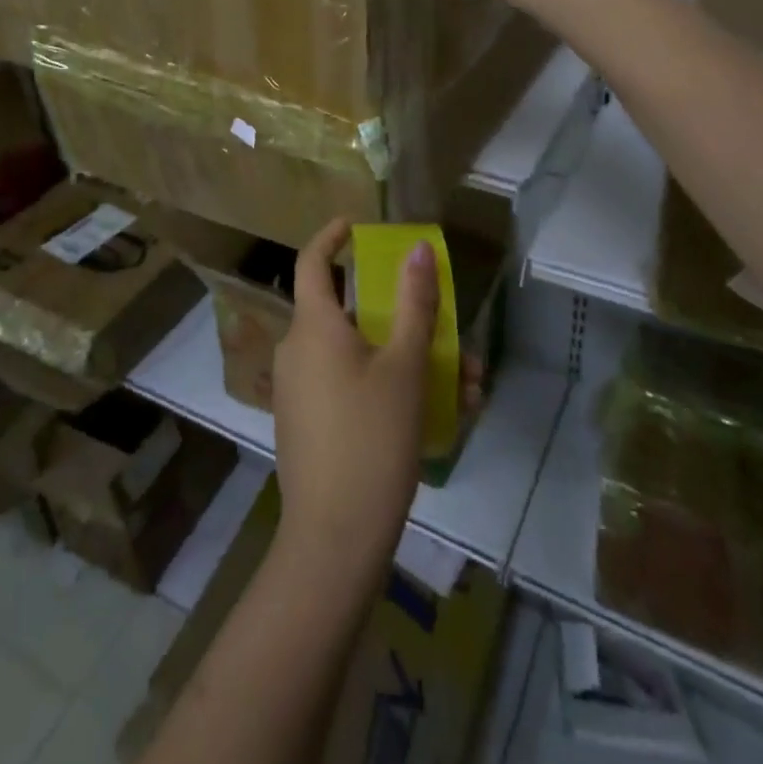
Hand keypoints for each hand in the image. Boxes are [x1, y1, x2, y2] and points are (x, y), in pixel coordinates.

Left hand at [271, 217, 437, 589]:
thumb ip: (415, 304)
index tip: (355, 225)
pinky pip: (348, 386)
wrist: (334, 538)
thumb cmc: (371, 437)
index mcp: (313, 326)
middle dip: (404, 319)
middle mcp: (298, 350)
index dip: (331, 237)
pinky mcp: (307, 423)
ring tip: (464, 386)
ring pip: (358, 355)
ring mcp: (299, 389)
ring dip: (408, 359)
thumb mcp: (406, 367)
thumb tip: (419, 249)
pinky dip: (386, 386)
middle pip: (351, 315)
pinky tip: (437, 415)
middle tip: (448, 332)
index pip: (312, 261)